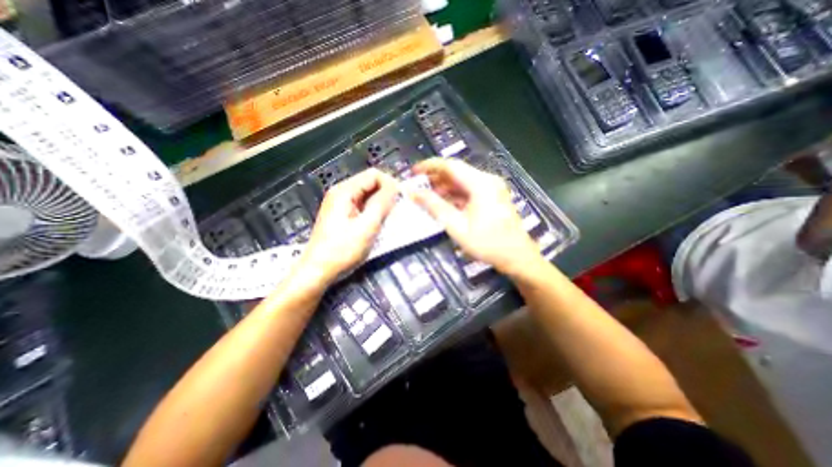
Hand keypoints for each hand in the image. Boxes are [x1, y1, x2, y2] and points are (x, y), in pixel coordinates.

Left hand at [297, 167, 400, 284]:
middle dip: (386, 194)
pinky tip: (377, 224)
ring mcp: (340, 204)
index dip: (390, 184)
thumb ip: (382, 203)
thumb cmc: (342, 250)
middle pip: (370, 183)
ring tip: (388, 219)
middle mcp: (341, 193)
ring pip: (367, 195)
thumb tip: (395, 186)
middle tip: (396, 212)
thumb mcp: (367, 226)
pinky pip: (362, 206)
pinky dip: (373, 211)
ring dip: (381, 204)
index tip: (401, 200)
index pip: (374, 175)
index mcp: (344, 191)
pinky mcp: (342, 215)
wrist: (318, 270)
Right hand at [410, 158, 543, 275]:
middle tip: (417, 187)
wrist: (517, 257)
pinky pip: (470, 190)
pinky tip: (444, 203)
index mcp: (481, 183)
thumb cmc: (487, 243)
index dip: (429, 166)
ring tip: (427, 196)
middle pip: (457, 172)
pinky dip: (455, 195)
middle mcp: (487, 180)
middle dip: (435, 178)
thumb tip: (413, 193)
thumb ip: (434, 207)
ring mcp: (492, 188)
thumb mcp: (456, 226)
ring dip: (445, 187)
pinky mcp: (493, 197)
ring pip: (463, 181)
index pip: (450, 166)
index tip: (413, 172)